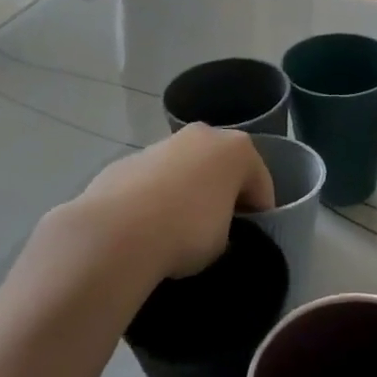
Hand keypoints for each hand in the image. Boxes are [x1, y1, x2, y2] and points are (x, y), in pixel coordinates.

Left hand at [71, 124, 275, 277]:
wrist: (116, 234)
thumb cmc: (188, 232)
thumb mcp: (225, 241)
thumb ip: (228, 226)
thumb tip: (213, 229)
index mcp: (237, 149)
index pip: (261, 184)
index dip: (260, 214)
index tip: (251, 238)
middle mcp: (202, 135)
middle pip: (222, 167)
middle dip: (222, 194)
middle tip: (218, 230)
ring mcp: (161, 144)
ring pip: (185, 170)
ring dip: (187, 193)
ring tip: (177, 231)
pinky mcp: (126, 161)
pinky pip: (152, 181)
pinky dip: (155, 198)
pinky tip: (147, 228)